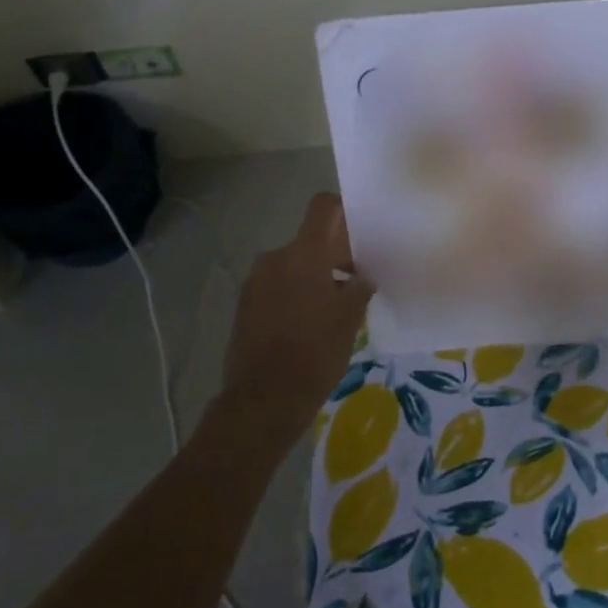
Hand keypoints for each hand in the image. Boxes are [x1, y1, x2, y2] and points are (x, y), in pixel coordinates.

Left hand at [220, 193, 373, 446]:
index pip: (323, 207)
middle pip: (311, 241)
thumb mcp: (350, 317)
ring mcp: (256, 282)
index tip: (362, 231)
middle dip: (335, 255)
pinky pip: (278, 287)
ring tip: (336, 308)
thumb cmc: (315, 352)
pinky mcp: (246, 306)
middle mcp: (275, 258)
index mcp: (304, 254)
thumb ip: (360, 286)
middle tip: (359, 280)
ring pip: (294, 266)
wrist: (264, 399)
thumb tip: (362, 275)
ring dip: (315, 277)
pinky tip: (311, 324)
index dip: (343, 211)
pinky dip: (296, 295)